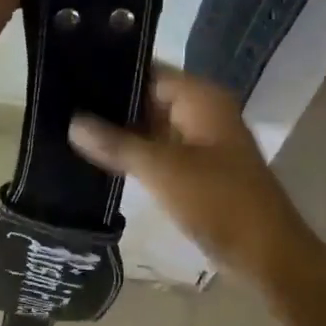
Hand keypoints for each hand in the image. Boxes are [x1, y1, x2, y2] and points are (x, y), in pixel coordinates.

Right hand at [68, 67, 312, 280]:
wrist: (266, 254)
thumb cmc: (219, 201)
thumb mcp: (162, 169)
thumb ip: (116, 144)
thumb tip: (72, 123)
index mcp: (201, 98)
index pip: (147, 71)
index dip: (109, 71)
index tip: (68, 74)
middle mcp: (201, 112)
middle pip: (147, 97)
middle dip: (108, 103)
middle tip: (58, 103)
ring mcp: (199, 142)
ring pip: (149, 126)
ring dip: (117, 131)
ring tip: (66, 126)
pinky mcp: (194, 170)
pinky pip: (157, 151)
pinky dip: (132, 153)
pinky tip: (95, 157)